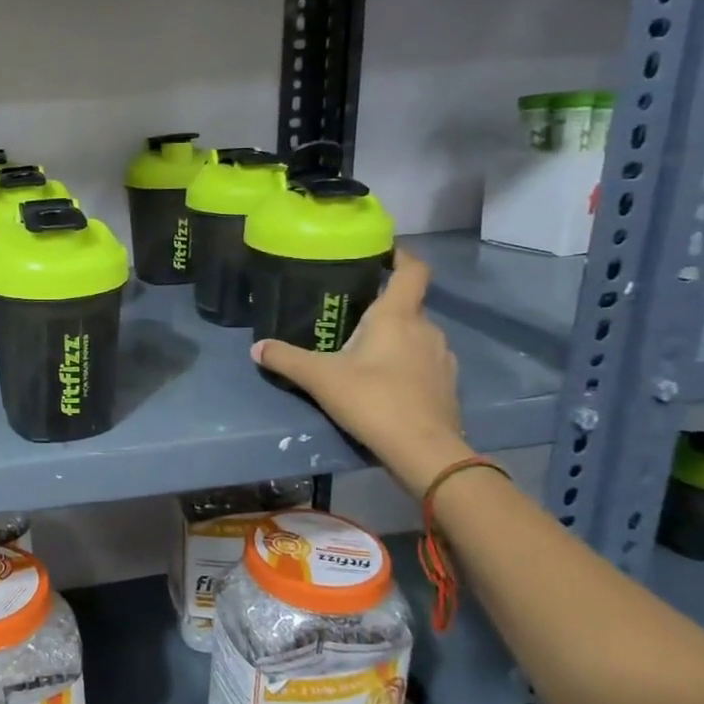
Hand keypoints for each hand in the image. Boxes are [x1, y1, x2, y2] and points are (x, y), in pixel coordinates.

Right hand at [250, 247, 469, 495]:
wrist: (424, 451)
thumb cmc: (373, 400)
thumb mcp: (320, 378)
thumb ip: (286, 359)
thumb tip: (256, 347)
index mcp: (398, 316)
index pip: (413, 270)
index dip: (401, 255)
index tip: (382, 252)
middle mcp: (426, 329)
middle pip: (408, 305)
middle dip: (382, 306)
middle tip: (350, 313)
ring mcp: (442, 358)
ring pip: (416, 335)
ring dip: (395, 337)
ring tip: (364, 350)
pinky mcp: (446, 385)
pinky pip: (424, 361)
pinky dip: (406, 362)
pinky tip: (384, 381)